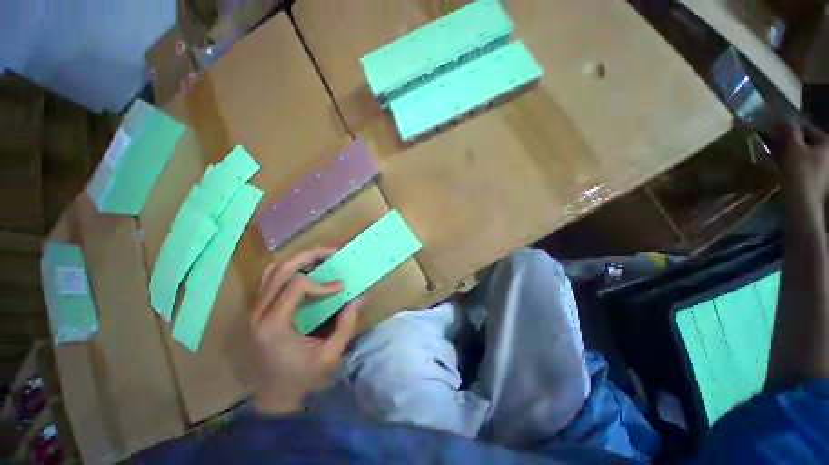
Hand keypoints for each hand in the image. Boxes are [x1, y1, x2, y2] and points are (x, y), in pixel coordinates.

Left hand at [250, 247, 363, 414]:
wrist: (271, 397)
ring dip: (298, 260)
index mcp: (275, 325)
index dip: (322, 283)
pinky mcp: (257, 310)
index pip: (297, 285)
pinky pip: (269, 279)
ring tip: (320, 259)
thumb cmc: (300, 378)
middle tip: (333, 252)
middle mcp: (259, 312)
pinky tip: (305, 272)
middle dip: (310, 255)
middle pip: (281, 269)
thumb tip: (359, 297)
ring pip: (272, 270)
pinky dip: (288, 269)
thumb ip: (346, 324)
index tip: (340, 288)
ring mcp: (254, 310)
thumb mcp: (329, 356)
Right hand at [779, 120, 828, 206]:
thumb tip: (784, 120)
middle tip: (777, 137)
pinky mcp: (819, 178)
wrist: (803, 202)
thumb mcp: (793, 149)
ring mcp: (826, 168)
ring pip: (807, 153)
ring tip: (778, 149)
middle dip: (793, 139)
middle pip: (809, 141)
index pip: (807, 128)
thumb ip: (790, 133)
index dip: (791, 126)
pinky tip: (786, 162)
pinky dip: (796, 161)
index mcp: (828, 143)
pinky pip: (806, 164)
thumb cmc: (801, 172)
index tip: (777, 124)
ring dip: (793, 150)